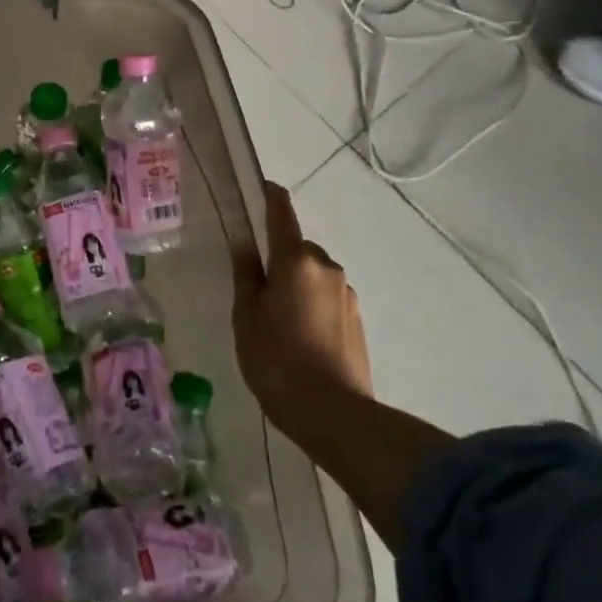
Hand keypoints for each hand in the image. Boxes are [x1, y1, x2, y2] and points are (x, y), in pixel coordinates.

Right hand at [234, 181, 372, 458]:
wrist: (334, 415)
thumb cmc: (276, 360)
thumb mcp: (247, 316)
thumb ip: (246, 274)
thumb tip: (244, 242)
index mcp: (295, 260)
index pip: (282, 215)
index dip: (272, 197)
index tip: (265, 186)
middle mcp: (326, 267)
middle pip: (297, 250)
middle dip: (279, 260)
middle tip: (257, 292)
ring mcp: (346, 293)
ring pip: (313, 276)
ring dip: (296, 285)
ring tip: (277, 323)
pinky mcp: (357, 319)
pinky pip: (327, 298)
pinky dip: (312, 306)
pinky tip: (300, 338)